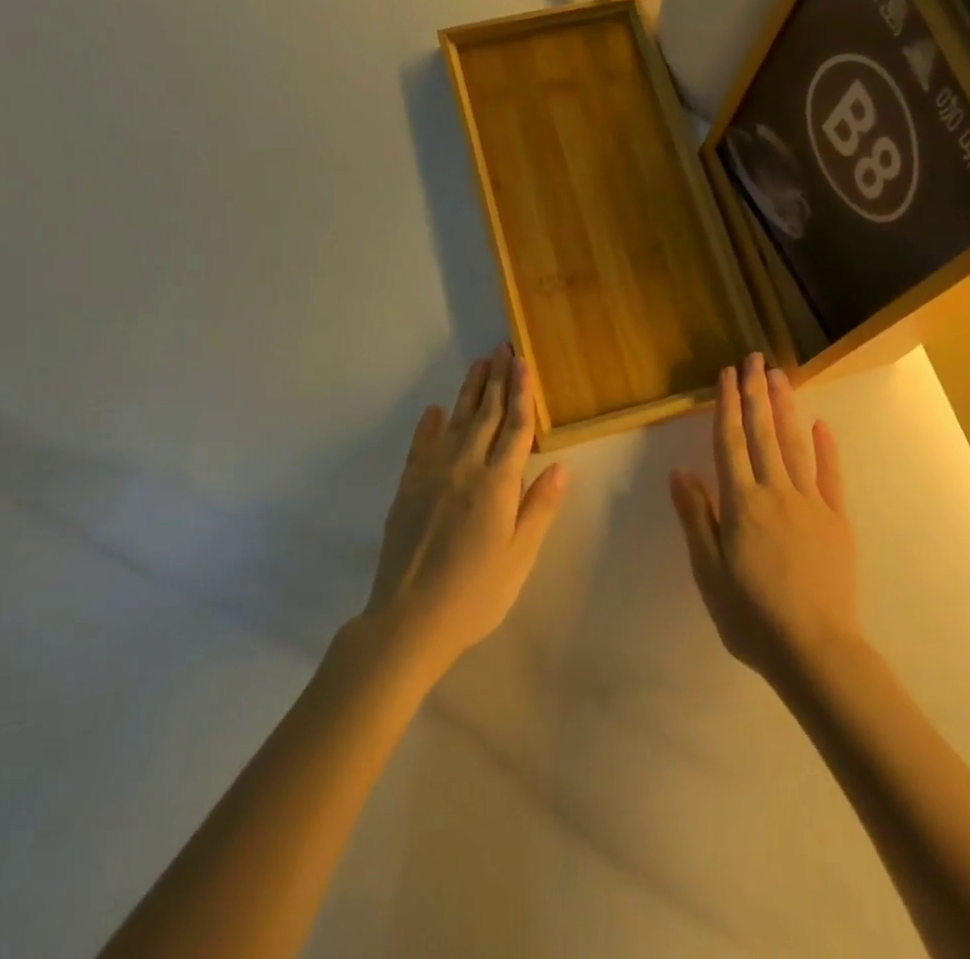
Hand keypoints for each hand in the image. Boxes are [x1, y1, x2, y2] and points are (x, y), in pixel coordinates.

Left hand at [361, 345, 569, 678]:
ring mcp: (432, 476)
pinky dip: (429, 426)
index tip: (524, 363)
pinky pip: (421, 446)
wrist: (407, 621)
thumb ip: (539, 508)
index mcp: (497, 485)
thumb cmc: (475, 594)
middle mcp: (465, 469)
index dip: (522, 394)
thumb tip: (562, 467)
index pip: (516, 428)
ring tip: (479, 365)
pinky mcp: (408, 489)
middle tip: (503, 349)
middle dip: (497, 380)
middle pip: (486, 415)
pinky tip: (434, 410)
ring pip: (456, 422)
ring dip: (469, 392)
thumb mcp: (519, 558)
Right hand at [669, 353, 863, 687]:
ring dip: (786, 407)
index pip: (731, 442)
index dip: (727, 405)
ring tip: (780, 376)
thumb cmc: (752, 616)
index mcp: (742, 504)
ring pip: (795, 445)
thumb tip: (681, 471)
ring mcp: (810, 503)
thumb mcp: (709, 572)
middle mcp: (775, 492)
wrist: (816, 650)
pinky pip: (830, 475)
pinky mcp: (837, 519)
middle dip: (756, 393)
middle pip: (763, 433)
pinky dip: (825, 448)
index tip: (727, 374)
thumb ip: (697, 517)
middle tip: (755, 358)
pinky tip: (821, 425)